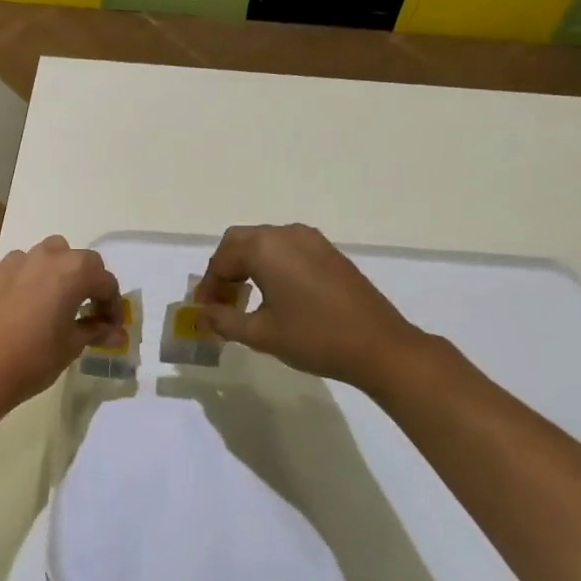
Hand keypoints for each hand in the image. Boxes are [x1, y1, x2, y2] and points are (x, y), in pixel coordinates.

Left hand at [0, 236, 122, 415]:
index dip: (113, 305)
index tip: (112, 327)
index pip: (105, 282)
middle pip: (79, 260)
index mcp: (74, 271)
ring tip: (55, 302)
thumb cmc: (34, 358)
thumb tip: (114, 333)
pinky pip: (19, 269)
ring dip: (58, 273)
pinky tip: (24, 307)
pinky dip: (29, 280)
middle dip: (89, 282)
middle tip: (88, 311)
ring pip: (47, 256)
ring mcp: (15, 262)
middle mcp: (47, 257)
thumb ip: (95, 331)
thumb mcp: (72, 346)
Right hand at [194, 223, 430, 393]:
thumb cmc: (314, 338)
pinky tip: (275, 296)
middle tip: (220, 303)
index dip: (208, 286)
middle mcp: (286, 234)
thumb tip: (201, 315)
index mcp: (265, 248)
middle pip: (240, 243)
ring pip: (265, 244)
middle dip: (225, 271)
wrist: (379, 346)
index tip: (203, 312)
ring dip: (248, 267)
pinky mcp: (329, 253)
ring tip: (245, 301)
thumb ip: (224, 320)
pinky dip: (272, 266)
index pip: (222, 259)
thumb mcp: (261, 333)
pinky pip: (288, 250)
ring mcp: (312, 240)